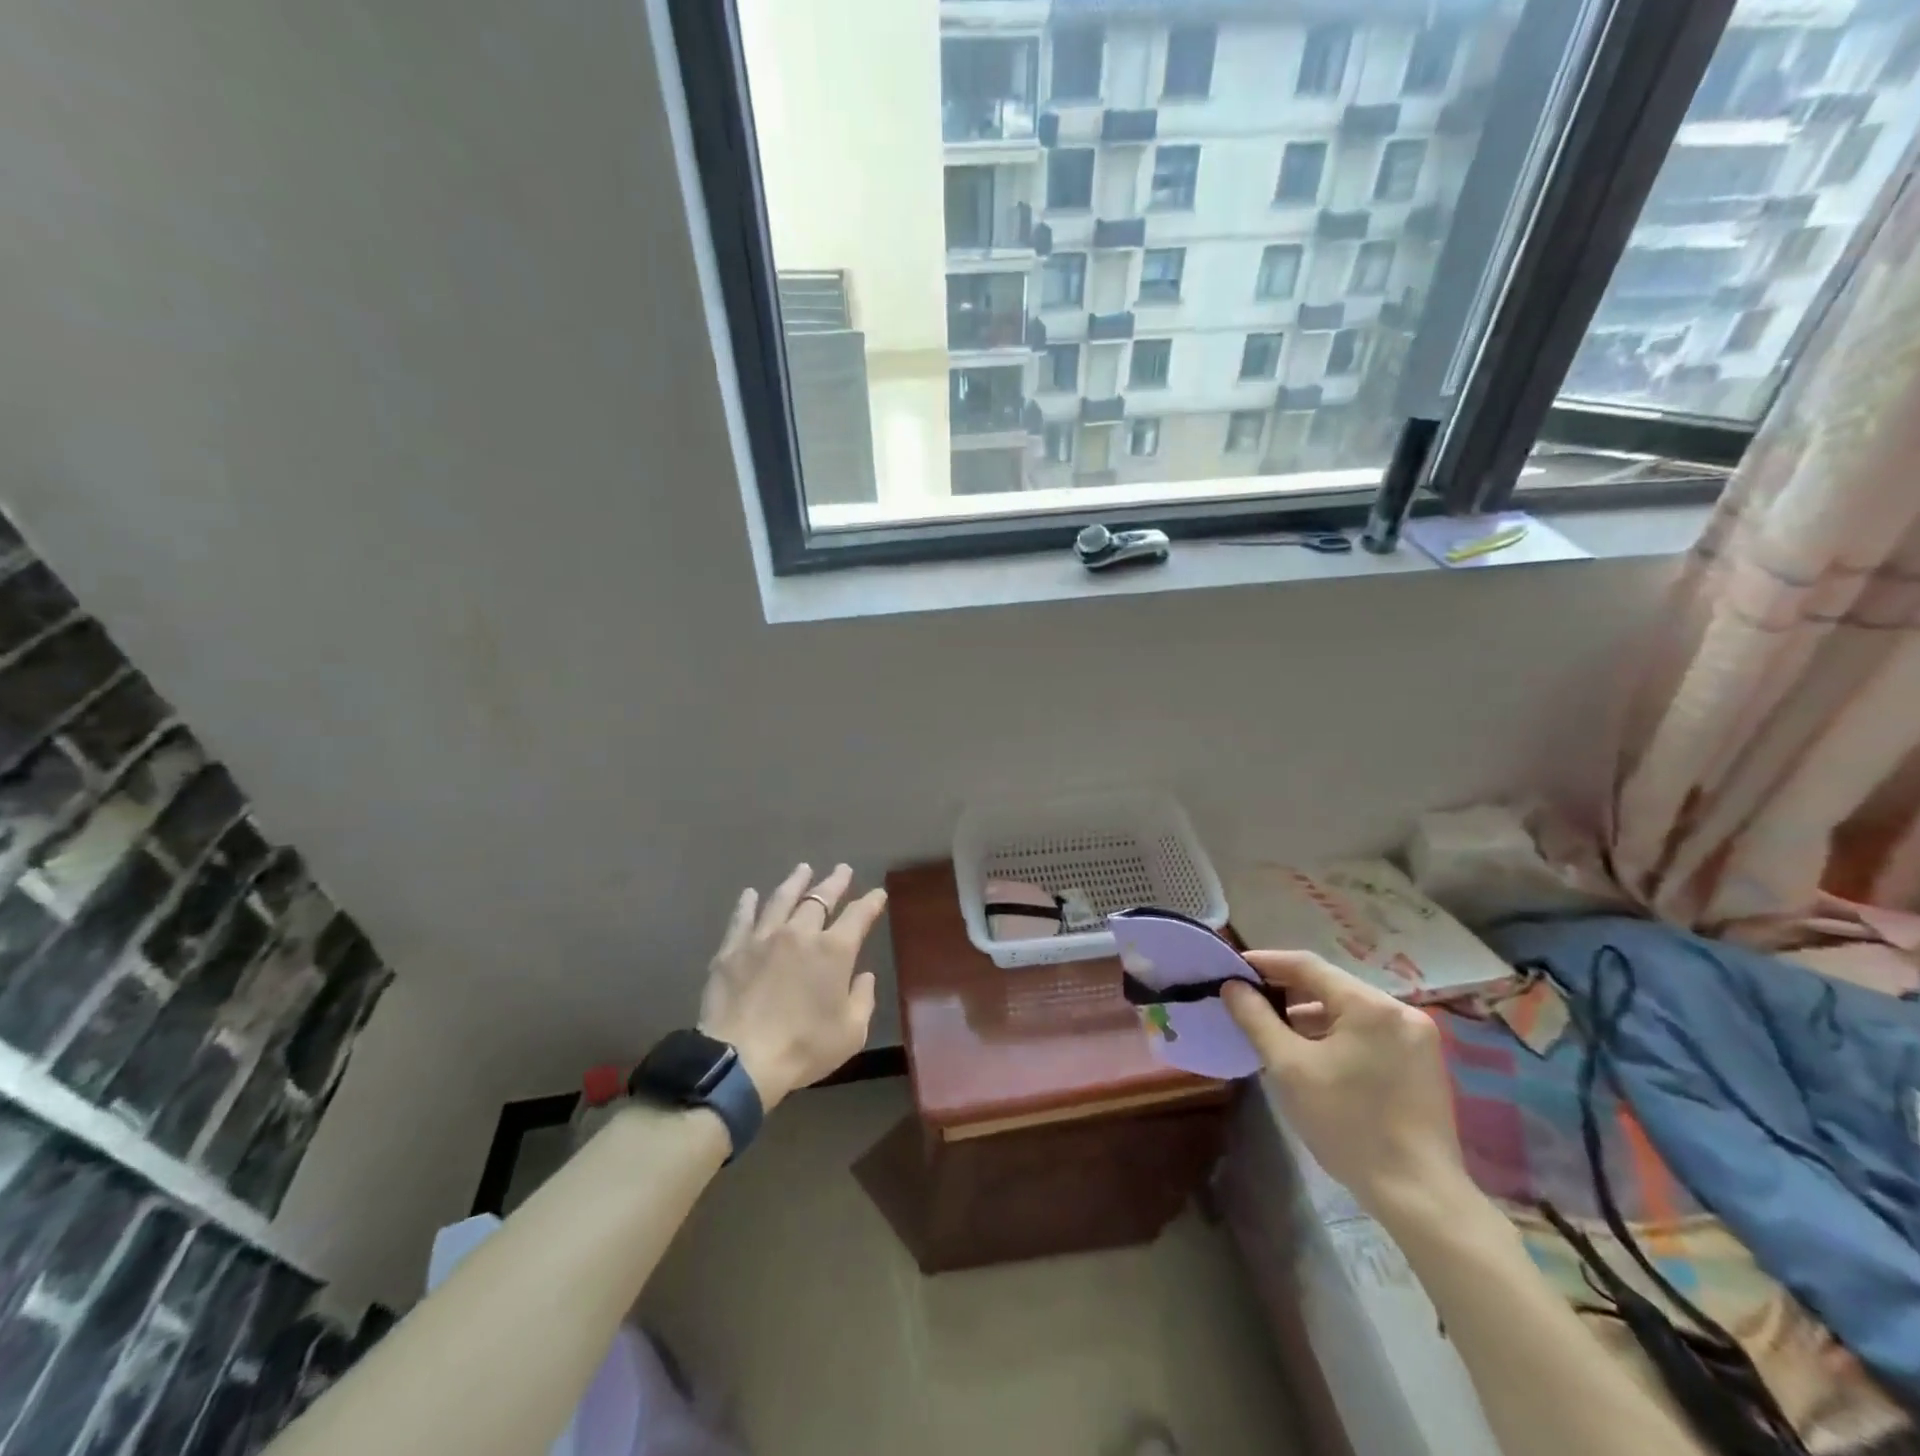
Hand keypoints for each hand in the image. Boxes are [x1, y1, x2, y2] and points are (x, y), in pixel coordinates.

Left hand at [697, 864, 887, 1111]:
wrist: (741, 1059)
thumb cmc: (803, 1048)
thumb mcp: (851, 1033)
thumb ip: (863, 999)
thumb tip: (864, 976)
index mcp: (834, 950)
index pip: (859, 916)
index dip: (871, 902)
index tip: (878, 894)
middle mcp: (800, 933)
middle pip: (820, 898)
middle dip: (834, 883)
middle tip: (842, 870)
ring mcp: (763, 937)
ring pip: (782, 899)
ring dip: (795, 882)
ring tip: (803, 869)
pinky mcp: (732, 949)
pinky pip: (742, 918)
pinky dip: (748, 903)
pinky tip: (750, 894)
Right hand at [1222, 950, 1466, 1222]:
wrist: (1418, 1197)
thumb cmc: (1348, 1124)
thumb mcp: (1289, 1067)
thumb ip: (1256, 1018)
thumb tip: (1233, 986)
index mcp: (1370, 1005)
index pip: (1307, 966)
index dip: (1266, 963)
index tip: (1232, 969)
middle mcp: (1400, 1011)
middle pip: (1331, 987)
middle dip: (1287, 993)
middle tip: (1249, 1003)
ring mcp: (1417, 1038)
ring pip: (1350, 1012)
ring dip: (1311, 1018)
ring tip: (1275, 1034)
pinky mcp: (1423, 1064)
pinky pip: (1368, 1033)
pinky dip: (1337, 1036)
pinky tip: (1313, 1057)